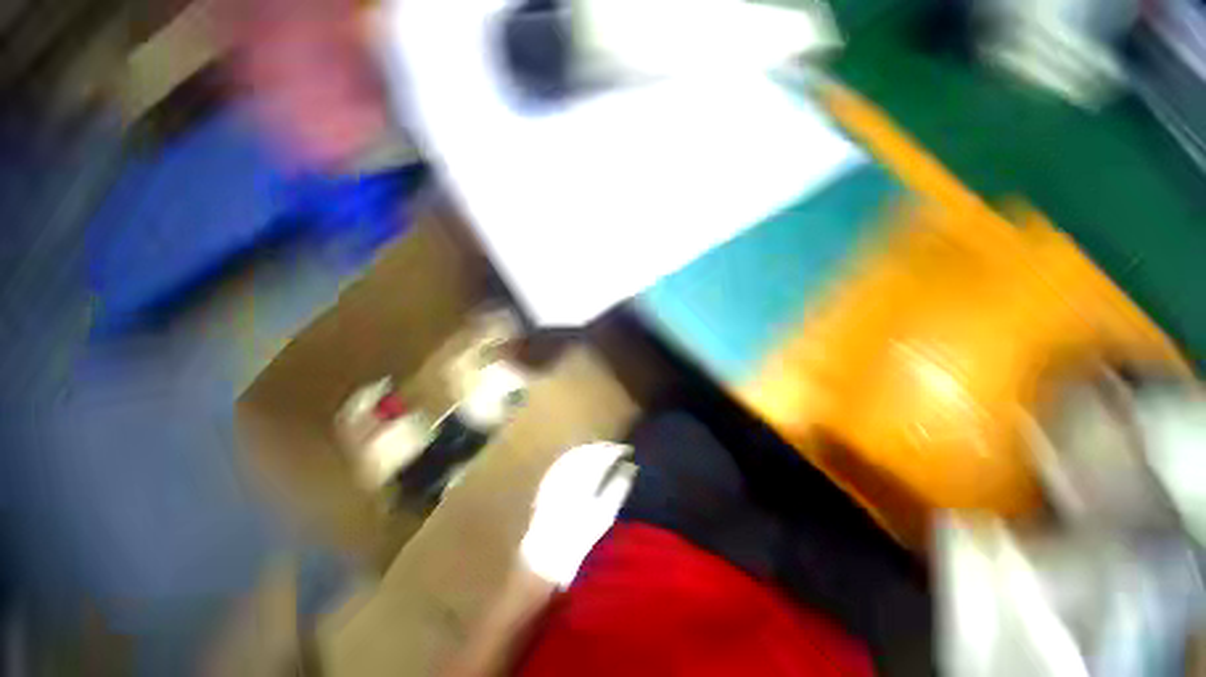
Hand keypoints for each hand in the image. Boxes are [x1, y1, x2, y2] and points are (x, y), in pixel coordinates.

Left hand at [519, 443, 635, 587]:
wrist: (546, 553)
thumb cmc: (580, 537)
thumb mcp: (605, 514)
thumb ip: (619, 487)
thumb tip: (631, 467)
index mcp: (584, 479)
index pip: (604, 455)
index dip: (617, 450)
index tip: (628, 451)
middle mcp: (570, 470)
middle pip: (590, 450)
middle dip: (605, 447)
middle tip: (618, 450)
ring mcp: (557, 472)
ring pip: (578, 451)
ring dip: (592, 448)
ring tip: (604, 451)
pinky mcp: (549, 477)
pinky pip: (566, 457)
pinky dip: (578, 453)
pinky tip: (584, 456)